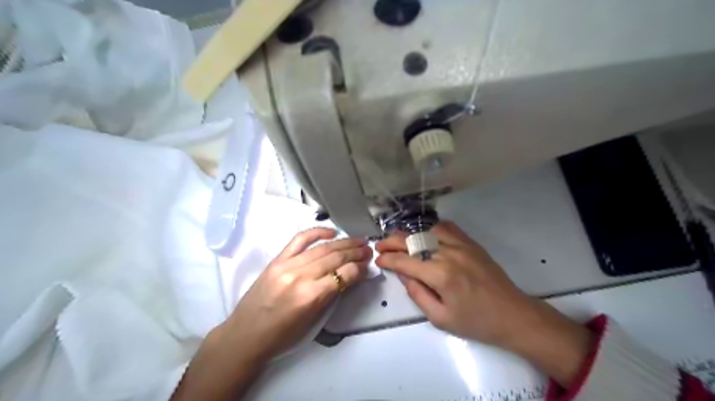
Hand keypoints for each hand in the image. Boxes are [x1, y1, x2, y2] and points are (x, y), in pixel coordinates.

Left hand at [222, 226, 367, 361]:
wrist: (245, 336)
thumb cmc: (282, 336)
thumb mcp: (313, 321)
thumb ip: (332, 296)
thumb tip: (350, 276)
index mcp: (311, 297)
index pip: (344, 275)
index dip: (360, 269)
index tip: (368, 265)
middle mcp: (301, 277)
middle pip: (335, 258)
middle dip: (356, 252)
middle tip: (369, 249)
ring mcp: (287, 265)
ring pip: (322, 248)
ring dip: (343, 242)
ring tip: (358, 241)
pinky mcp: (277, 260)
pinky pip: (299, 239)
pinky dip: (317, 232)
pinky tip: (332, 232)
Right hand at [375, 221, 592, 385]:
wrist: (512, 314)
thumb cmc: (475, 322)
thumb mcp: (440, 318)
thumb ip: (417, 293)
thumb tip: (403, 273)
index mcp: (440, 275)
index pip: (405, 261)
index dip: (388, 259)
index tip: (378, 259)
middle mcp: (448, 254)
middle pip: (413, 241)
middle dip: (392, 242)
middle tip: (380, 245)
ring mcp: (461, 245)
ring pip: (427, 230)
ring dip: (410, 234)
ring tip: (400, 241)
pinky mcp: (471, 243)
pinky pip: (447, 228)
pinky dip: (431, 229)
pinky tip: (425, 235)